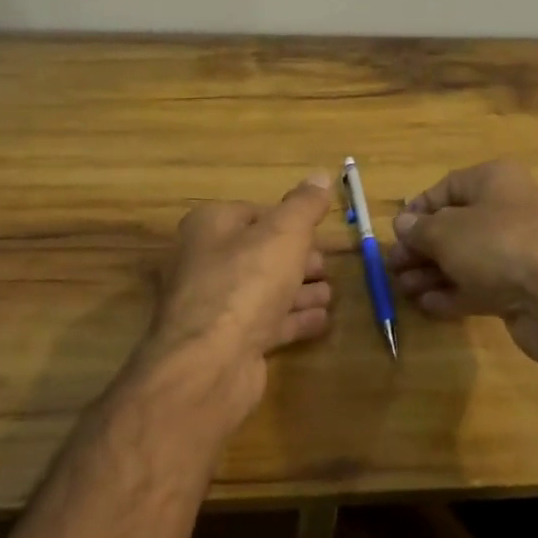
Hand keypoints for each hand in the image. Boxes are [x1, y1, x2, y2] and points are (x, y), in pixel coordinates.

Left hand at [122, 171, 335, 440]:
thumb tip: (320, 175)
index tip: (318, 231)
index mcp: (210, 226)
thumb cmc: (247, 282)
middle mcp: (206, 262)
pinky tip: (323, 320)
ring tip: (331, 293)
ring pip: (264, 290)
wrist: (210, 362)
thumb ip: (304, 205)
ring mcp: (215, 305)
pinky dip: (294, 319)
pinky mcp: (227, 342)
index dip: (288, 220)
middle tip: (328, 265)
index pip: (253, 213)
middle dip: (298, 259)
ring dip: (300, 290)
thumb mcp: (284, 232)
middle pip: (260, 253)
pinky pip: (266, 323)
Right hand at [386, 160, 537, 366]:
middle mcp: (509, 210)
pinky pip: (482, 285)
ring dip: (432, 273)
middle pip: (455, 226)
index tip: (396, 233)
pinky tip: (428, 306)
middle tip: (393, 268)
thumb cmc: (498, 245)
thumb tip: (404, 225)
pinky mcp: (523, 288)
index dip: (418, 210)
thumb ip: (420, 229)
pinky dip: (454, 293)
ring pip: (466, 258)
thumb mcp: (447, 232)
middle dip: (421, 248)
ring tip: (403, 290)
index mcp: (494, 180)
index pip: (447, 187)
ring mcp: (519, 251)